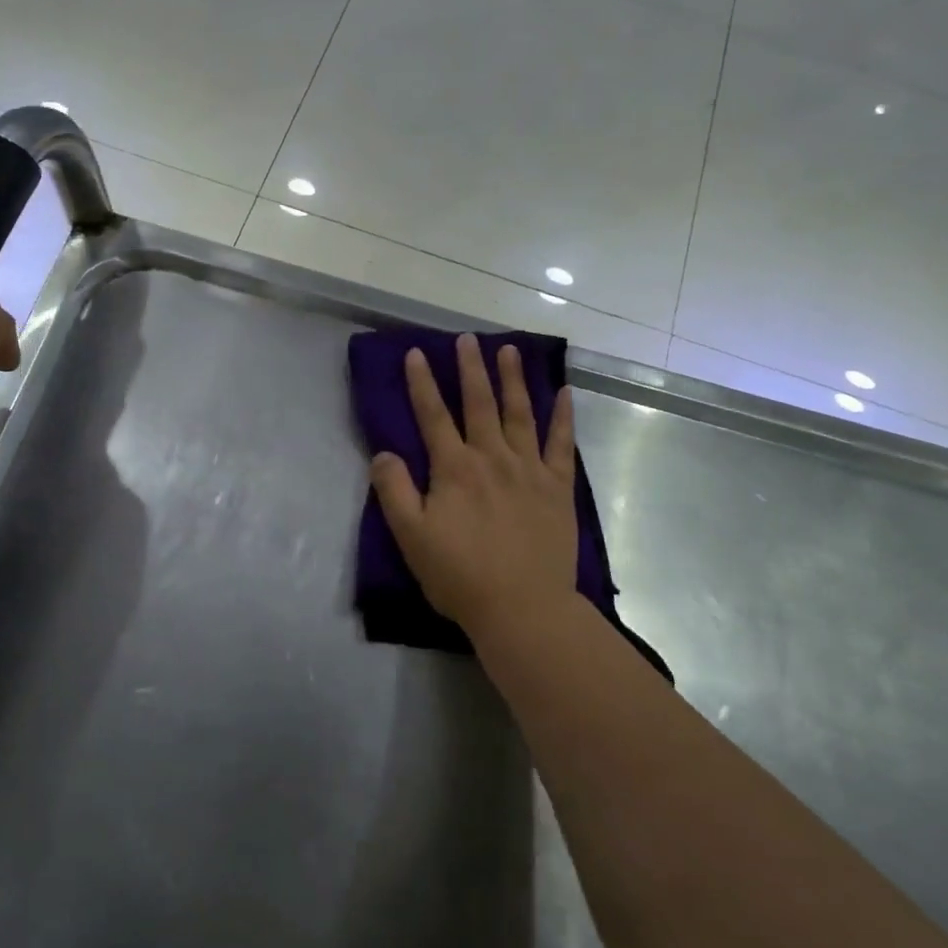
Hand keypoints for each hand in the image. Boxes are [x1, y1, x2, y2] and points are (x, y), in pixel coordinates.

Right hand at [370, 333, 579, 635]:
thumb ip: (394, 491)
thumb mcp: (412, 537)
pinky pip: (562, 443)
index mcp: (454, 469)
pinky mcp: (558, 487)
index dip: (422, 383)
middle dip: (471, 369)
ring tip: (509, 350)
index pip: (433, 415)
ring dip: (513, 379)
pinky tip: (564, 392)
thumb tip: (384, 453)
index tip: (417, 353)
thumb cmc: (460, 575)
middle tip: (468, 339)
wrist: (523, 608)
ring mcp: (529, 469)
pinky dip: (562, 416)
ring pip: (520, 413)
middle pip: (479, 404)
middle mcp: (492, 458)